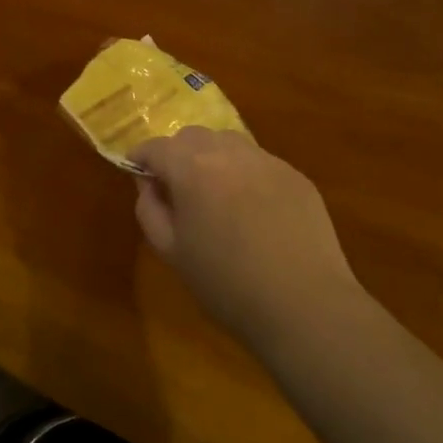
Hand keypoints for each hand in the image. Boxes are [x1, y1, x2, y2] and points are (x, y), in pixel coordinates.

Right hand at [130, 128, 360, 348]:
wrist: (305, 305)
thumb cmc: (227, 284)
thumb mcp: (172, 252)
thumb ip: (150, 210)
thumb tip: (149, 185)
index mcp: (191, 167)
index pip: (156, 147)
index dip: (141, 158)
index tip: (136, 173)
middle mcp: (229, 152)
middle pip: (192, 137)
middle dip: (177, 155)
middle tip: (177, 188)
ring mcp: (267, 160)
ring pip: (228, 143)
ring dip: (213, 159)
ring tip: (216, 196)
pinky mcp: (296, 176)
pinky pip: (259, 163)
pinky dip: (246, 175)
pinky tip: (254, 211)